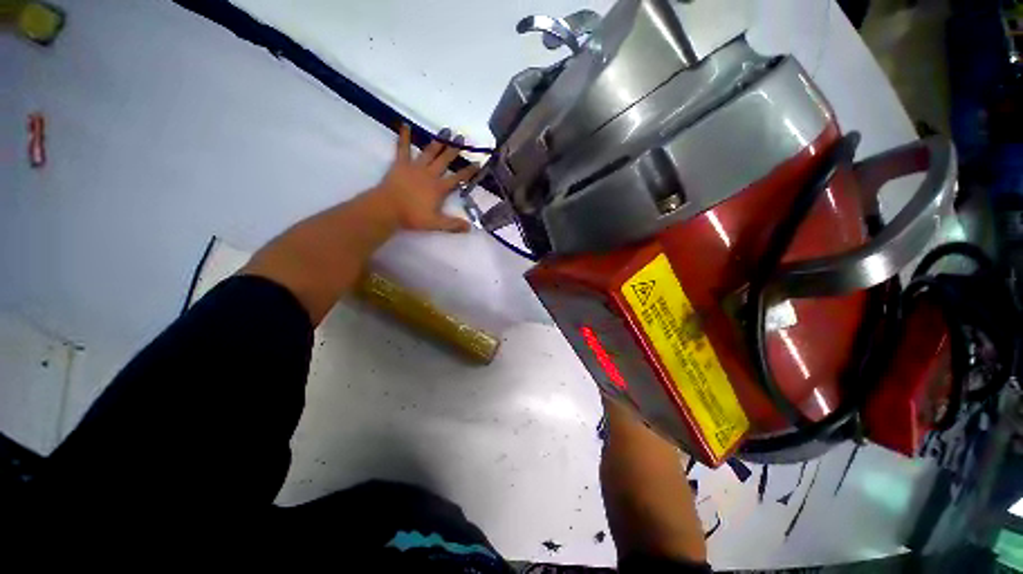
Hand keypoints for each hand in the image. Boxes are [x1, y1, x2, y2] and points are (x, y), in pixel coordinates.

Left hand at [371, 124, 477, 232]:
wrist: (388, 208)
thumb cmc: (412, 216)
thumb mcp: (435, 223)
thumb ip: (453, 225)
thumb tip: (470, 228)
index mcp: (439, 188)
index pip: (457, 178)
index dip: (468, 171)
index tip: (477, 163)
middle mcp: (430, 174)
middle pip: (444, 160)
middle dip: (454, 150)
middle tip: (462, 138)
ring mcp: (415, 167)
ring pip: (429, 152)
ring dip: (438, 141)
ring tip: (446, 131)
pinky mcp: (401, 164)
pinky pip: (403, 148)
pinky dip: (405, 137)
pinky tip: (406, 125)